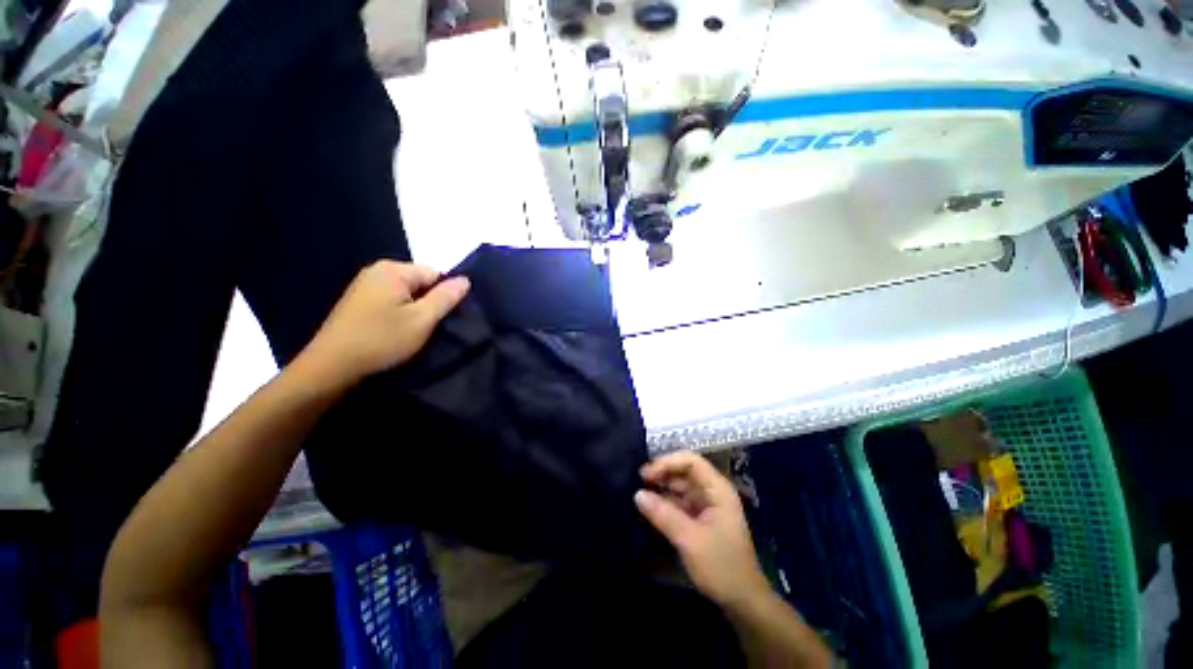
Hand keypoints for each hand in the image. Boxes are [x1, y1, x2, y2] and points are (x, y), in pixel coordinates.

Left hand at [297, 260, 468, 388]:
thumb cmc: (381, 340)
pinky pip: (391, 302)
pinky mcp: (358, 302)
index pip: (435, 274)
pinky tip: (397, 332)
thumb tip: (465, 280)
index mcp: (393, 270)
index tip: (444, 318)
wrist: (331, 367)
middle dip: (430, 303)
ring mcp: (365, 286)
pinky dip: (400, 314)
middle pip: (420, 283)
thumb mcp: (422, 319)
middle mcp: (377, 271)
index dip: (445, 295)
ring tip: (415, 332)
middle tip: (430, 327)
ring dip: (415, 311)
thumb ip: (446, 297)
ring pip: (407, 294)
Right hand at [635, 451, 770, 606]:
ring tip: (639, 493)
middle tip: (637, 482)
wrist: (742, 601)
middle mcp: (712, 492)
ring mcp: (706, 505)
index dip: (667, 462)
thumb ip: (663, 514)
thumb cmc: (721, 566)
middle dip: (661, 473)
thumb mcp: (689, 540)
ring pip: (680, 486)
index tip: (646, 474)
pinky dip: (664, 502)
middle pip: (684, 471)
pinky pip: (679, 502)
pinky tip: (649, 507)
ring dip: (661, 488)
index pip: (690, 461)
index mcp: (717, 489)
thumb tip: (637, 494)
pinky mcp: (700, 519)